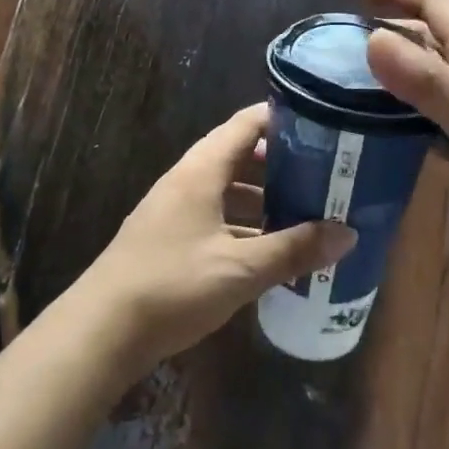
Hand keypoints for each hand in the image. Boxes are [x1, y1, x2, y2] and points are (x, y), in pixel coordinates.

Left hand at [66, 103, 355, 378]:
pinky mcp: (169, 239)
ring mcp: (174, 210)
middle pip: (238, 156)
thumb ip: (293, 250)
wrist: (101, 330)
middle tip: (324, 172)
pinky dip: (244, 224)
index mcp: (201, 171)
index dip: (281, 118)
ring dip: (263, 197)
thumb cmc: (172, 286)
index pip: (245, 124)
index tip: (322, 124)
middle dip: (280, 163)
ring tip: (305, 210)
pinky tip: (268, 249)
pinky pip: (216, 217)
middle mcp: (186, 181)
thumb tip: (347, 234)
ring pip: (227, 190)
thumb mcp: (240, 269)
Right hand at [358, 0, 448, 287]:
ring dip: (390, 71)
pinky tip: (375, 129)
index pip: (434, 4)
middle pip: (427, 37)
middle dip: (387, 26)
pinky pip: (428, 117)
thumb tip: (371, 38)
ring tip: (344, 79)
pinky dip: (400, 113)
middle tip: (337, 38)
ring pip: (426, 77)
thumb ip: (428, 81)